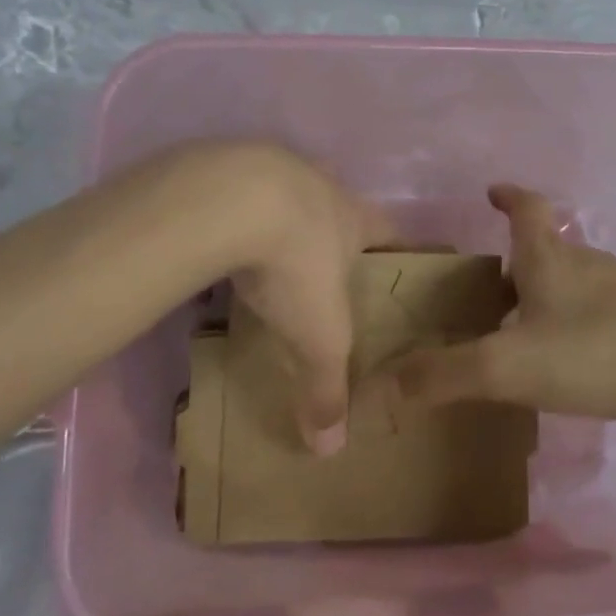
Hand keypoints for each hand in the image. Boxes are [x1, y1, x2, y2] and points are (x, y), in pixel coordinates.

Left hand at [213, 144, 392, 454]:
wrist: (230, 200)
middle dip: (334, 235)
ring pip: (287, 194)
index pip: (391, 231)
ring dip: (281, 219)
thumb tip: (330, 449)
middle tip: (323, 270)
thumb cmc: (296, 264)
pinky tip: (219, 237)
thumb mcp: (317, 336)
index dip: (397, 250)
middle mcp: (321, 185)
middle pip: (338, 208)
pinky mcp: (227, 166)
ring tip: (265, 255)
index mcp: (355, 218)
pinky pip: (238, 191)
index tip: (396, 267)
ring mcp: (273, 167)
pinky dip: (235, 213)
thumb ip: (326, 388)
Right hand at [389, 185, 615, 430]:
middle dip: (518, 261)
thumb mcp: (508, 366)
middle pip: (548, 249)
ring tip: (520, 329)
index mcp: (551, 259)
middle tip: (489, 289)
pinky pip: (598, 316)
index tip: (493, 192)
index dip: (509, 197)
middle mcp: (587, 264)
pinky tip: (569, 362)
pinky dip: (574, 326)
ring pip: (574, 283)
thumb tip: (383, 382)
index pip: (527, 209)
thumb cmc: (596, 353)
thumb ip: (444, 374)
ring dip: (546, 296)